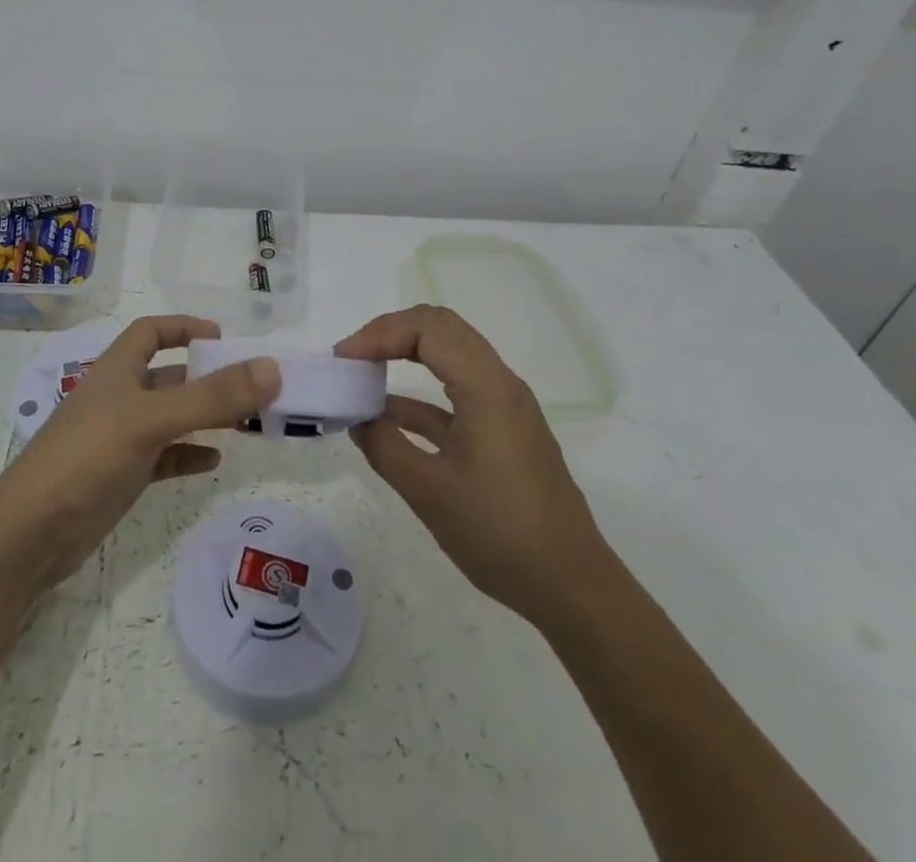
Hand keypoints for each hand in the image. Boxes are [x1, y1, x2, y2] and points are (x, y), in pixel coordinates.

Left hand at [0, 316, 279, 589]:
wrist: (31, 533)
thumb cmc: (88, 456)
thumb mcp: (152, 419)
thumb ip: (212, 396)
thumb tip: (272, 368)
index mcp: (117, 369)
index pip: (150, 331)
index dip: (184, 326)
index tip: (222, 336)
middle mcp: (118, 397)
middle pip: (168, 376)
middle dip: (206, 377)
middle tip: (251, 385)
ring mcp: (118, 439)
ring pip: (170, 417)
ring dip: (204, 417)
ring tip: (246, 422)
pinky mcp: (120, 476)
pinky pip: (163, 457)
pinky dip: (188, 454)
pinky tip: (213, 462)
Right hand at [337, 305, 604, 618]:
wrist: (571, 587)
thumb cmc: (501, 533)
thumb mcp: (430, 492)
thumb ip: (386, 447)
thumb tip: (357, 419)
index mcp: (487, 388)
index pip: (428, 328)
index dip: (380, 334)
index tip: (344, 361)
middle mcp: (499, 384)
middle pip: (440, 330)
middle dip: (390, 334)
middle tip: (351, 358)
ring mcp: (504, 407)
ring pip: (448, 357)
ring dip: (404, 358)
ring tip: (361, 379)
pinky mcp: (503, 431)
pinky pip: (455, 392)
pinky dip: (418, 395)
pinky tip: (385, 417)